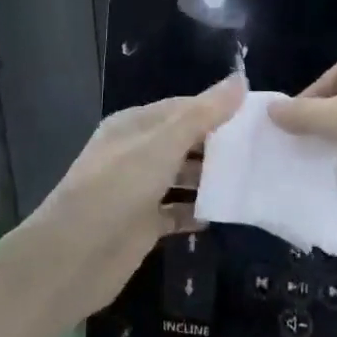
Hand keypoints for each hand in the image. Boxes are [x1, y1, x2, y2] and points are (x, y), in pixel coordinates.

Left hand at [28, 75, 245, 323]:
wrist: (72, 257)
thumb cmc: (117, 189)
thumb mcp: (162, 145)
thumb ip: (202, 114)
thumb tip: (240, 79)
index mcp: (134, 125)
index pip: (182, 107)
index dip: (218, 108)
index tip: (258, 115)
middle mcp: (136, 153)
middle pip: (184, 142)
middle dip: (219, 144)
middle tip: (264, 149)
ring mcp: (139, 190)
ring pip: (182, 177)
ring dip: (212, 178)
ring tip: (253, 178)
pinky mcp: (144, 225)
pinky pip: (178, 212)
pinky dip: (198, 211)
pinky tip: (225, 213)